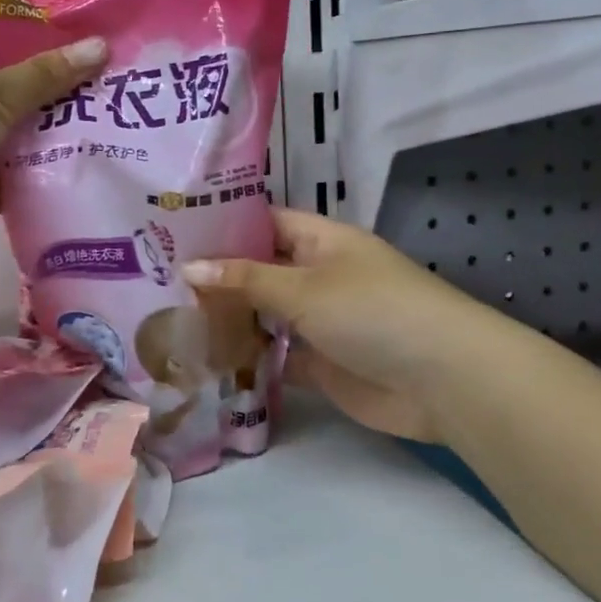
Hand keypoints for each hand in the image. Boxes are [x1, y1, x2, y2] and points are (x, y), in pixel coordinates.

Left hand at [0, 28, 106, 244]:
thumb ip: (48, 76)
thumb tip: (101, 45)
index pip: (0, 47)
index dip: (45, 55)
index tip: (92, 65)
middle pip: (5, 99)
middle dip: (50, 110)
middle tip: (108, 113)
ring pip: (0, 146)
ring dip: (38, 153)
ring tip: (100, 152)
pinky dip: (19, 190)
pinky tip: (66, 190)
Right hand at [182, 210, 483, 442]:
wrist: (442, 379)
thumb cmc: (372, 311)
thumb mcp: (304, 287)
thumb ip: (245, 280)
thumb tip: (188, 267)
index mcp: (321, 241)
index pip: (264, 222)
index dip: (224, 225)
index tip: (173, 232)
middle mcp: (319, 276)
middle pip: (261, 271)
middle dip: (218, 277)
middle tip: (158, 280)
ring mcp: (320, 322)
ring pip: (266, 315)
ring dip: (230, 320)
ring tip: (169, 319)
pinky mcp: (322, 364)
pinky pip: (277, 357)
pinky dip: (249, 360)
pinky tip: (205, 362)